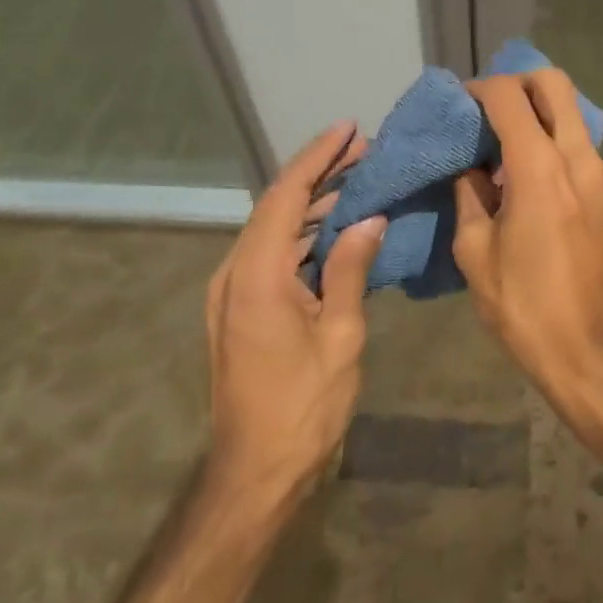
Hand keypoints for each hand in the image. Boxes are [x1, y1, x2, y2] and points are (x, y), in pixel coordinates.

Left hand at [206, 121, 386, 502]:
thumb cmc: (303, 407)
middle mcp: (234, 273)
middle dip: (319, 173)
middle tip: (364, 150)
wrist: (255, 473)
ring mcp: (233, 291)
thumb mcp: (340, 337)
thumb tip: (369, 219)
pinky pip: (273, 255)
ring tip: (357, 179)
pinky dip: (304, 234)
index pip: (286, 196)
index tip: (349, 129)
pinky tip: (336, 227)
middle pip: (278, 206)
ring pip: (275, 229)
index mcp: (256, 275)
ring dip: (313, 203)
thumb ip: (350, 270)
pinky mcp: (240, 308)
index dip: (318, 157)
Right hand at [452, 70, 602, 406]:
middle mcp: (579, 159)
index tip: (461, 105)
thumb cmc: (523, 305)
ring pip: (572, 117)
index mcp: (540, 169)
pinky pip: (583, 151)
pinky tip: (534, 186)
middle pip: (555, 85)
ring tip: (507, 154)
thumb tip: (469, 167)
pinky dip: (556, 148)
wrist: (590, 352)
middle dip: (519, 83)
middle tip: (490, 111)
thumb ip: (468, 194)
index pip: (510, 96)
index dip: (480, 89)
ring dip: (539, 118)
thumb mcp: (474, 251)